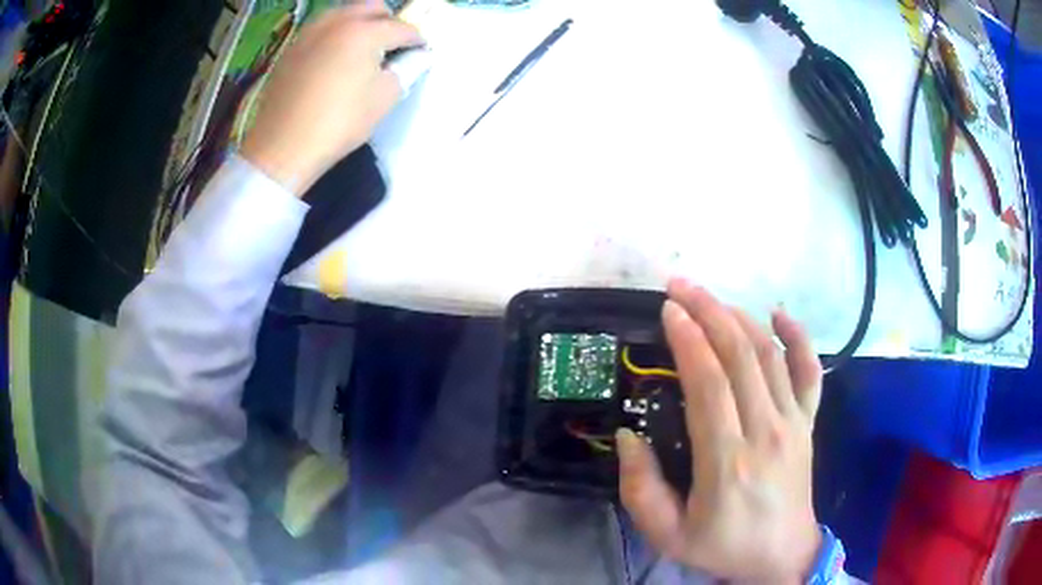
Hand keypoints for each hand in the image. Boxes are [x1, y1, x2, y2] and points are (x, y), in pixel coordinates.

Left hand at [241, 2, 422, 194]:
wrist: (282, 147)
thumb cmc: (339, 123)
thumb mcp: (384, 99)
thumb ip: (406, 70)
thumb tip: (415, 57)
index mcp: (364, 31)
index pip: (402, 27)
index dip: (417, 40)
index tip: (421, 52)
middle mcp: (337, 22)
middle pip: (371, 7)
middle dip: (388, 21)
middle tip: (392, 45)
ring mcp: (310, 33)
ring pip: (343, 12)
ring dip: (359, 23)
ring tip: (362, 49)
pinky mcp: (291, 48)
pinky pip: (321, 28)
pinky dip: (335, 34)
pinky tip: (335, 57)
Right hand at [617, 279, 823, 581]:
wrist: (783, 557)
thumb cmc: (723, 546)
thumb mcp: (667, 534)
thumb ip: (640, 489)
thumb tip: (629, 437)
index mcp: (728, 461)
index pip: (709, 384)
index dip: (688, 340)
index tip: (667, 310)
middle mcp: (766, 431)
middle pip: (740, 356)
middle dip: (708, 312)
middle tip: (680, 286)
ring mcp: (793, 423)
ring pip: (770, 355)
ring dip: (740, 317)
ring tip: (711, 297)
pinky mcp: (807, 423)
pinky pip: (810, 371)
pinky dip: (797, 337)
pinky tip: (779, 314)